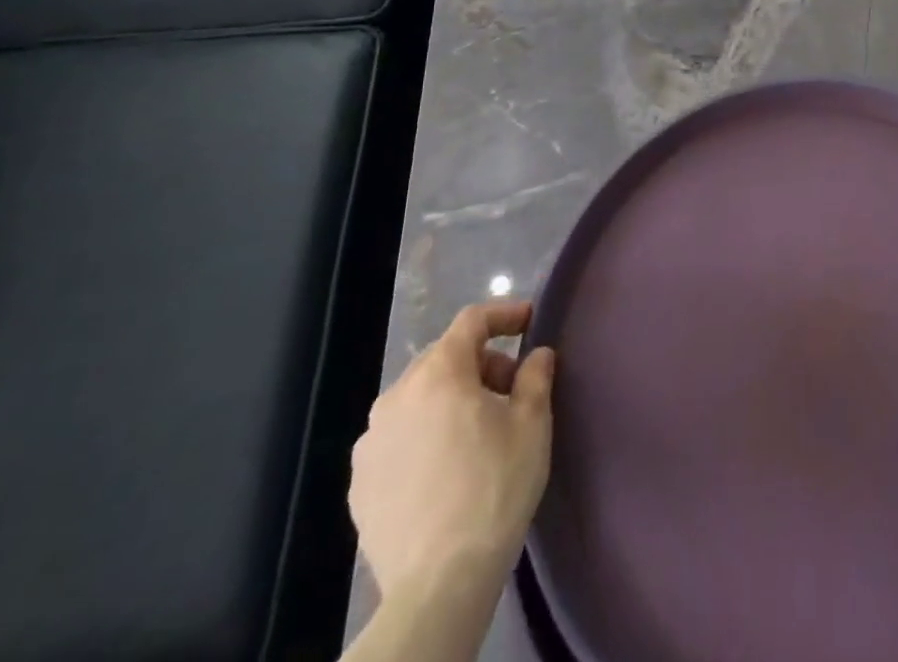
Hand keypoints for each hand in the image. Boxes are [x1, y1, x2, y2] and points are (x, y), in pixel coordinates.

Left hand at [350, 301, 555, 599]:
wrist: (439, 583)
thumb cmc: (494, 486)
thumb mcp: (532, 423)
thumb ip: (535, 376)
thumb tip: (536, 355)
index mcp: (438, 374)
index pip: (472, 321)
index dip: (504, 314)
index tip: (530, 321)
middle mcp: (396, 397)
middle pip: (444, 358)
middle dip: (481, 363)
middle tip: (511, 389)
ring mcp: (371, 443)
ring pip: (419, 398)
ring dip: (451, 399)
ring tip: (479, 431)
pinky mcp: (360, 484)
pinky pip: (399, 438)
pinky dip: (426, 434)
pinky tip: (447, 466)